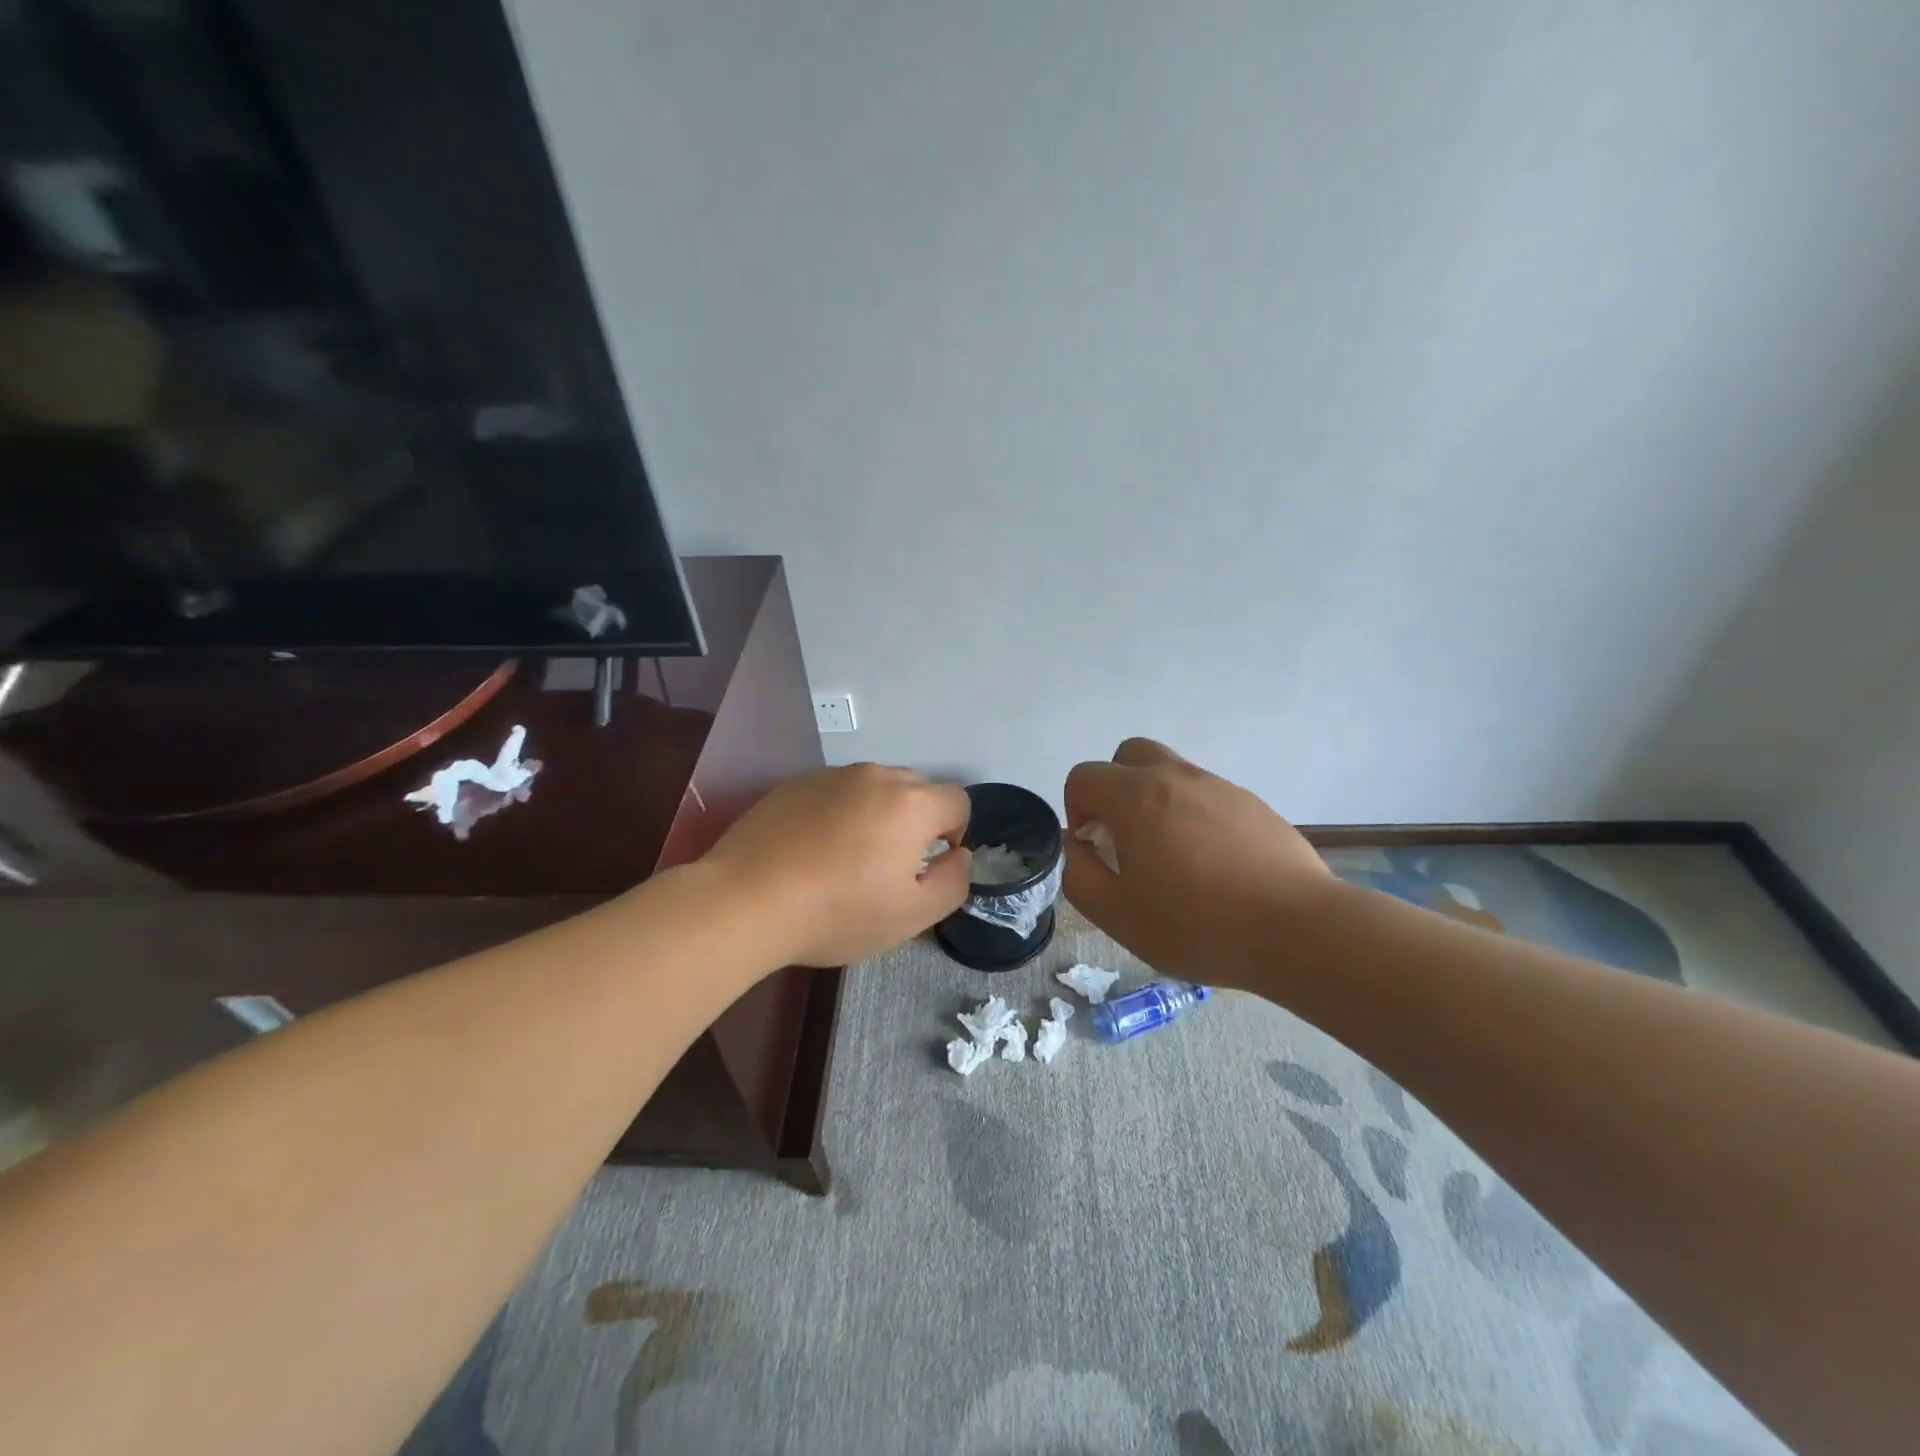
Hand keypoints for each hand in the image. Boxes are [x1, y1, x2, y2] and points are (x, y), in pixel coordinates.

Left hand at [701, 764, 971, 967]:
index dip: (952, 835)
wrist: (746, 900)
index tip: (925, 868)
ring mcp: (831, 775)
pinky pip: (836, 792)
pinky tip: (812, 850)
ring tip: (846, 859)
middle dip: (915, 822)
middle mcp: (876, 775)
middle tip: (887, 867)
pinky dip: (838, 813)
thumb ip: (953, 881)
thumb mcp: (912, 915)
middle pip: (916, 790)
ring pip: (874, 789)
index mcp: (911, 803)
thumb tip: (957, 855)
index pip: (957, 802)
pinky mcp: (795, 783)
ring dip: (876, 815)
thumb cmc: (838, 912)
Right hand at [1062, 738, 1332, 988]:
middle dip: (1114, 788)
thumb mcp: (1117, 914)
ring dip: (1155, 802)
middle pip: (1128, 755)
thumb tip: (1078, 848)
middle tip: (1124, 837)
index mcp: (1135, 797)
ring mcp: (1220, 787)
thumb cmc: (1196, 923)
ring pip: (1171, 773)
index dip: (1076, 809)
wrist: (1297, 929)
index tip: (1095, 849)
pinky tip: (1213, 867)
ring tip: (1172, 859)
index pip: (1084, 776)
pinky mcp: (1254, 805)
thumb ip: (1079, 876)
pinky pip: (1208, 796)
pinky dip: (1195, 817)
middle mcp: (1176, 777)